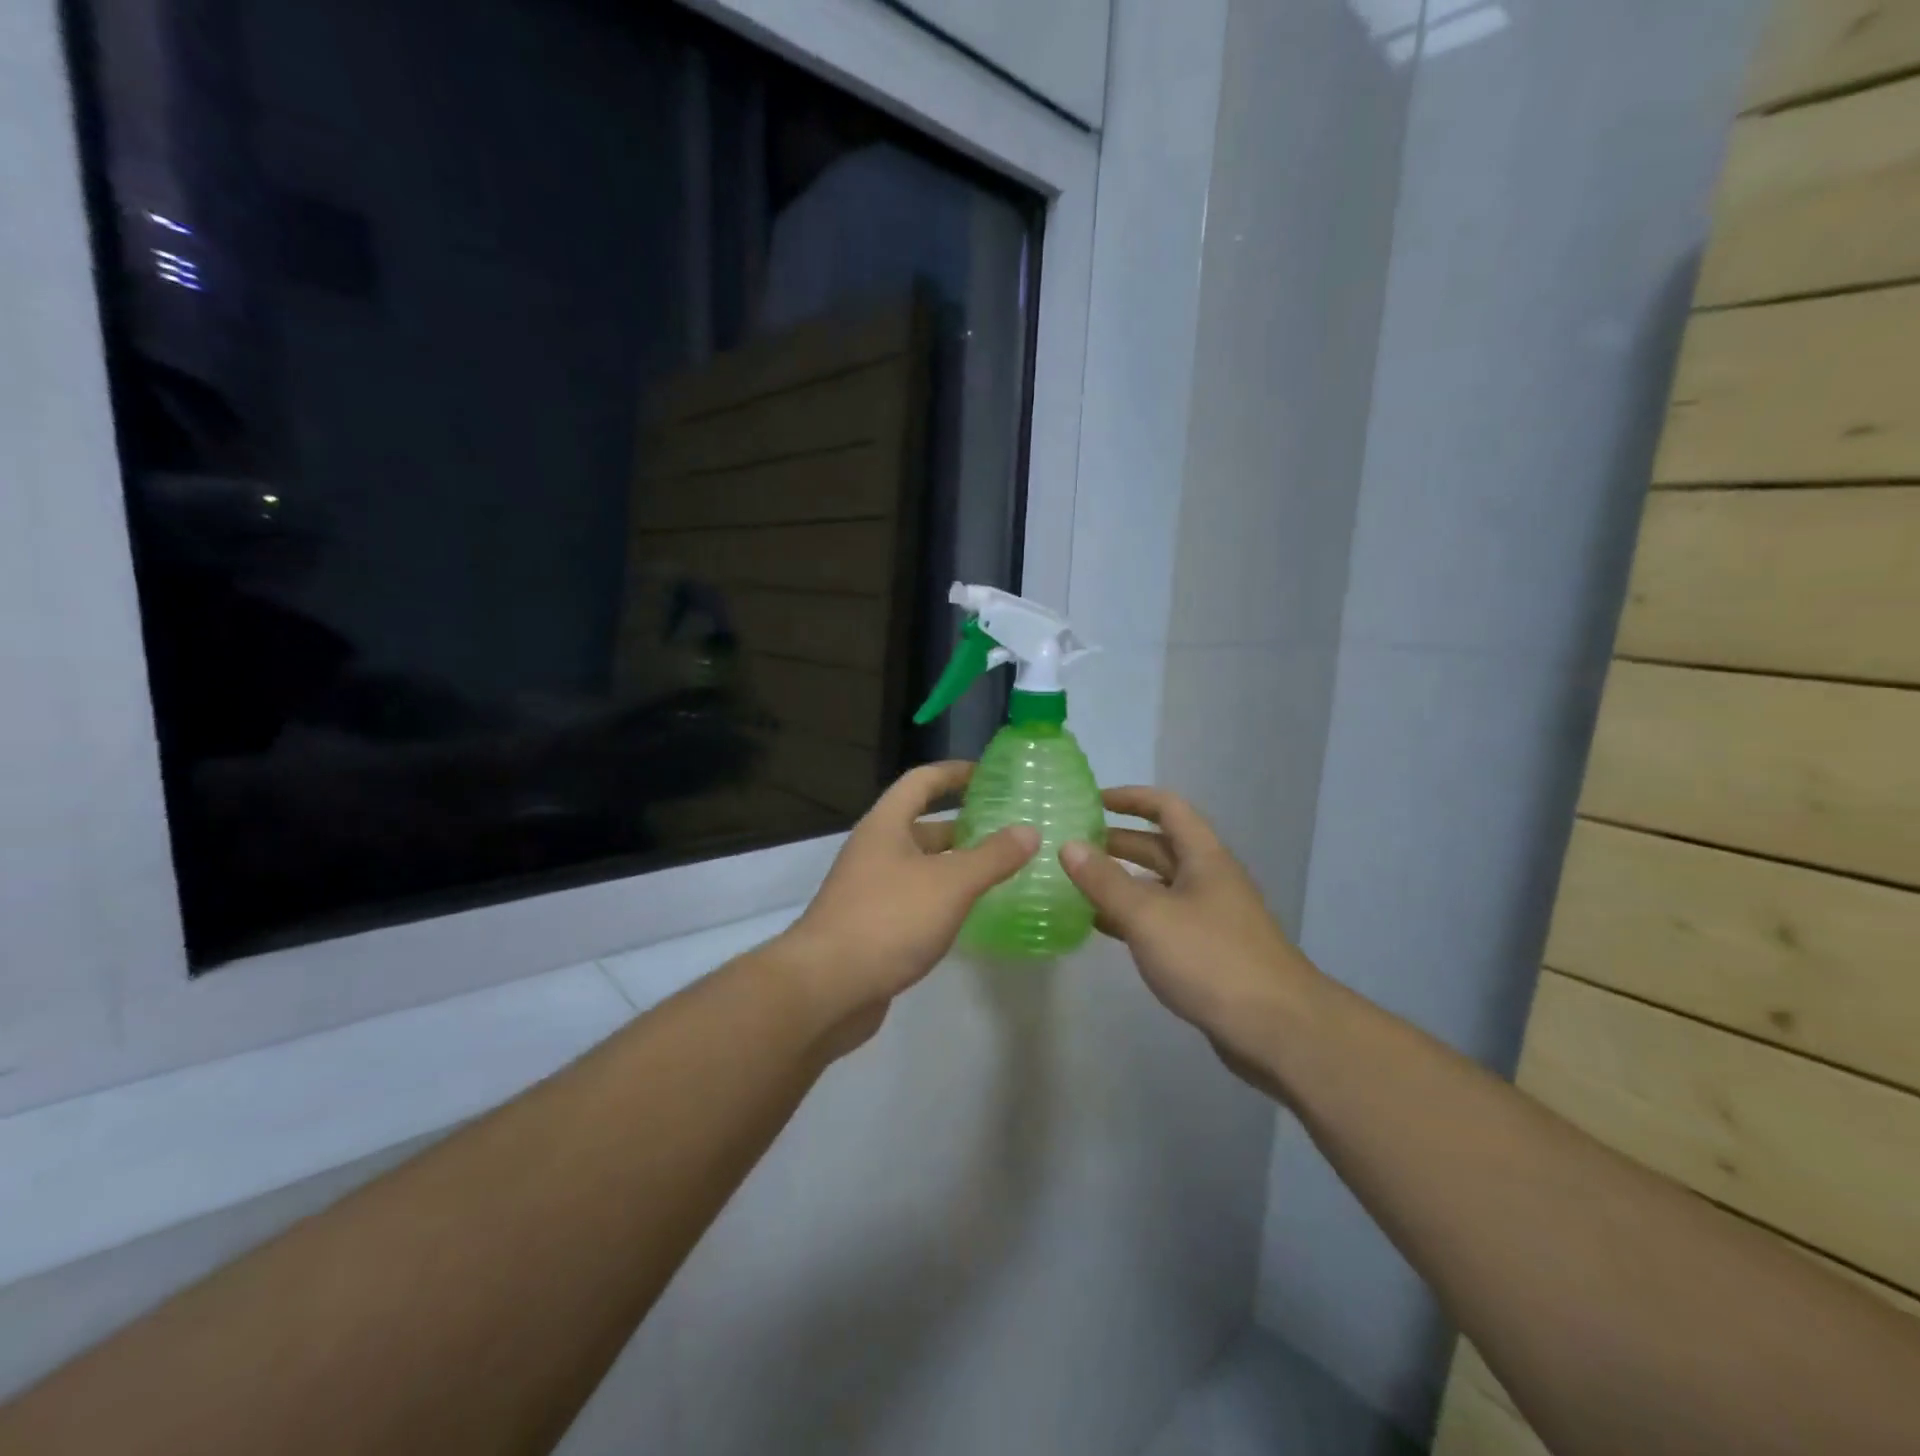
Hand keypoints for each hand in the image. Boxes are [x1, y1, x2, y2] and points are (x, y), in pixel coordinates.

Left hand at [775, 761, 1037, 1053]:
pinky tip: (969, 913)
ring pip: (920, 866)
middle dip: (962, 825)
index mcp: (885, 826)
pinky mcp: (872, 926)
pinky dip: (942, 899)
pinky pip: (914, 900)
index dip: (954, 773)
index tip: (989, 773)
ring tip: (999, 871)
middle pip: (921, 826)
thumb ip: (992, 857)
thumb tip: (1029, 831)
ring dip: (954, 865)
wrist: (826, 988)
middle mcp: (874, 851)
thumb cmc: (889, 920)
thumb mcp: (950, 884)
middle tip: (1007, 830)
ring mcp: (870, 890)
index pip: (921, 781)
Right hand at [1060, 787, 1324, 1097]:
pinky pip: (1161, 920)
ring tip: (1076, 884)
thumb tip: (1068, 845)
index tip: (1091, 801)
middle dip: (1118, 842)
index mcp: (1204, 858)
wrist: (1278, 1030)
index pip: (1167, 808)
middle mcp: (1208, 880)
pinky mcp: (1206, 952)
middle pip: (1160, 847)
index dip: (1131, 798)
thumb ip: (1105, 881)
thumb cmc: (1211, 959)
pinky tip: (1100, 926)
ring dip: (1120, 881)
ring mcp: (1209, 917)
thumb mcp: (1149, 916)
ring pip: (1158, 886)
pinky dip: (1130, 917)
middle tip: (1073, 845)